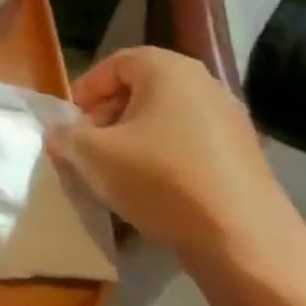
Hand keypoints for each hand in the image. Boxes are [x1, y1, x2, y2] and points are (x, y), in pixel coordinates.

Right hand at [47, 46, 303, 272]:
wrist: (244, 241)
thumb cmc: (160, 180)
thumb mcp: (92, 155)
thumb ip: (66, 136)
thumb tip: (61, 133)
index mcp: (167, 70)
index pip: (113, 64)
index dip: (85, 91)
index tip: (69, 124)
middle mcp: (204, 84)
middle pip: (140, 91)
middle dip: (107, 117)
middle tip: (88, 149)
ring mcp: (230, 121)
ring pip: (164, 120)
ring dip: (133, 141)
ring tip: (115, 174)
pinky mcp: (244, 157)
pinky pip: (189, 146)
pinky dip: (164, 160)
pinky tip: (152, 192)